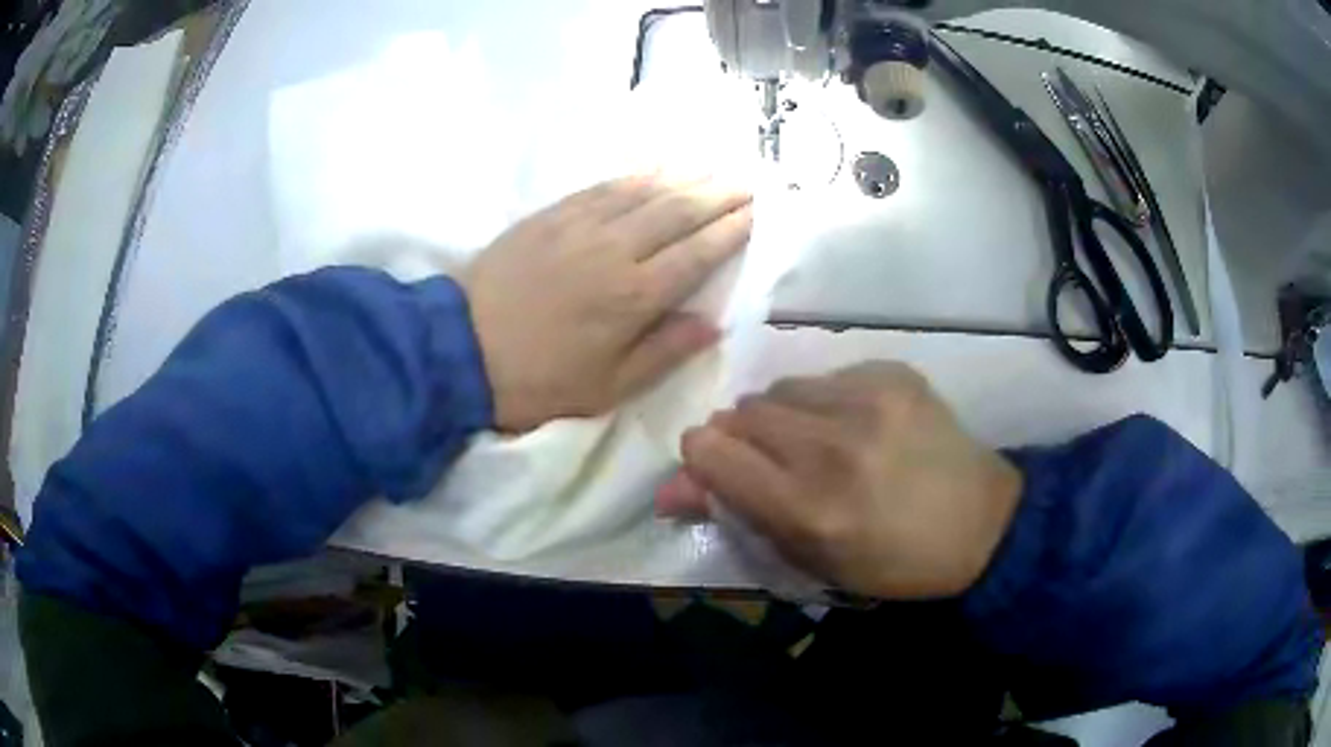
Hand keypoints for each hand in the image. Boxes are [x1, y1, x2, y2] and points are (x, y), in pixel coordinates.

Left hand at [462, 174, 752, 431]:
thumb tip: (713, 324)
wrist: (460, 350)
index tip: (758, 211)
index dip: (732, 230)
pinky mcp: (551, 215)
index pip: (697, 252)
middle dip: (719, 194)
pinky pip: (604, 186)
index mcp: (634, 297)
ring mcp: (581, 225)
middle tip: (748, 181)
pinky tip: (655, 167)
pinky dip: (636, 174)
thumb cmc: (539, 380)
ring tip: (713, 168)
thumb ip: (664, 352)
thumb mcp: (608, 388)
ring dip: (685, 176)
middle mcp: (615, 250)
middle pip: (678, 211)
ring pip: (645, 191)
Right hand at [658, 362, 1022, 598]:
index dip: (705, 459)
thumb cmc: (893, 561)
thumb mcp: (812, 559)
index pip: (710, 450)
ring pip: (781, 389)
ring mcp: (868, 400)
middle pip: (741, 411)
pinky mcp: (894, 374)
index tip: (725, 470)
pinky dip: (827, 402)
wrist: (983, 524)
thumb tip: (667, 491)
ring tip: (821, 443)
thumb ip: (738, 517)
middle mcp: (832, 446)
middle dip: (744, 439)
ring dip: (785, 417)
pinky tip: (860, 425)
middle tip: (780, 464)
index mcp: (808, 507)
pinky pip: (827, 376)